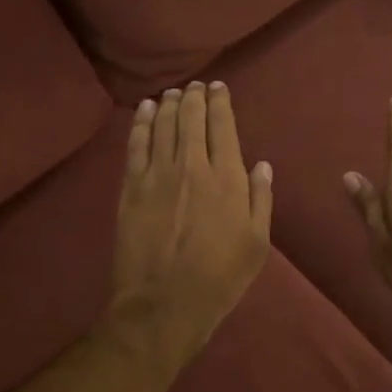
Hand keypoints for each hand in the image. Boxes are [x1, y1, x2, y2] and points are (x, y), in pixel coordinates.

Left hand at [110, 81, 272, 371]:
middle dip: (194, 97)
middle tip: (195, 86)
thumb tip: (261, 165)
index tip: (218, 87)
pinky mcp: (131, 188)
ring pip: (163, 125)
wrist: (163, 306)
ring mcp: (157, 175)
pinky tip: (145, 110)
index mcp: (227, 179)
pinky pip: (136, 145)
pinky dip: (142, 122)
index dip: (220, 102)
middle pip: (190, 118)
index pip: (222, 126)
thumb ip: (260, 199)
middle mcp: (192, 166)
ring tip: (174, 93)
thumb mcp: (256, 244)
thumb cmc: (219, 279)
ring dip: (169, 104)